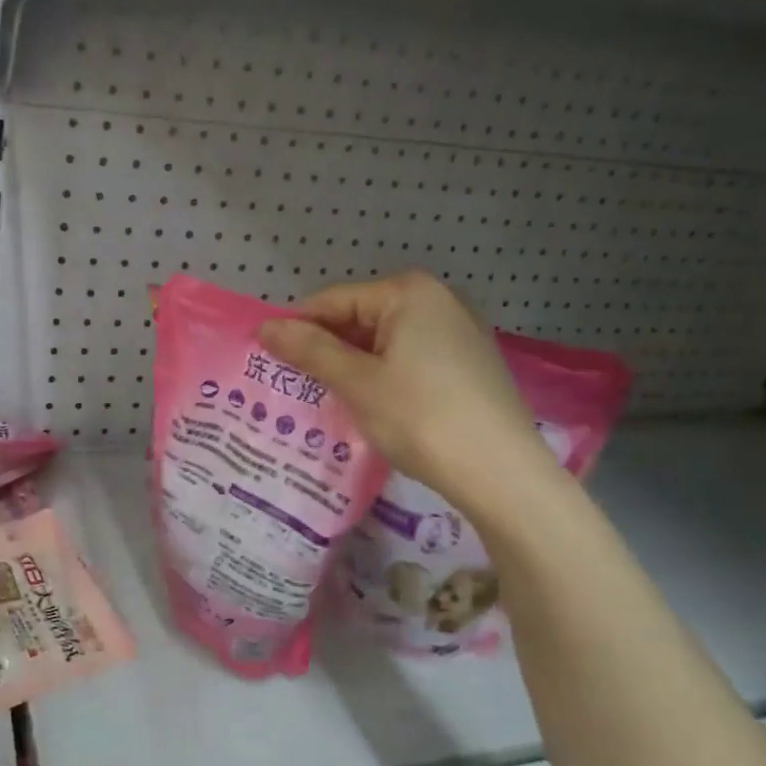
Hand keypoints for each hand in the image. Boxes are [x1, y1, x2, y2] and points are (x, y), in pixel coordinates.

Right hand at [259, 271, 559, 517]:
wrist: (500, 472)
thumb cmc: (421, 418)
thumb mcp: (357, 383)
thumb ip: (310, 350)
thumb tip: (265, 327)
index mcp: (408, 292)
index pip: (332, 301)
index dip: (296, 330)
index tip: (268, 361)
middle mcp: (437, 300)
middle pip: (359, 318)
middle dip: (326, 350)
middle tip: (296, 387)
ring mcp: (458, 332)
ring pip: (384, 342)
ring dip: (352, 367)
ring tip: (327, 401)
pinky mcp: (468, 364)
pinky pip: (409, 359)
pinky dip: (383, 377)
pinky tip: (373, 407)